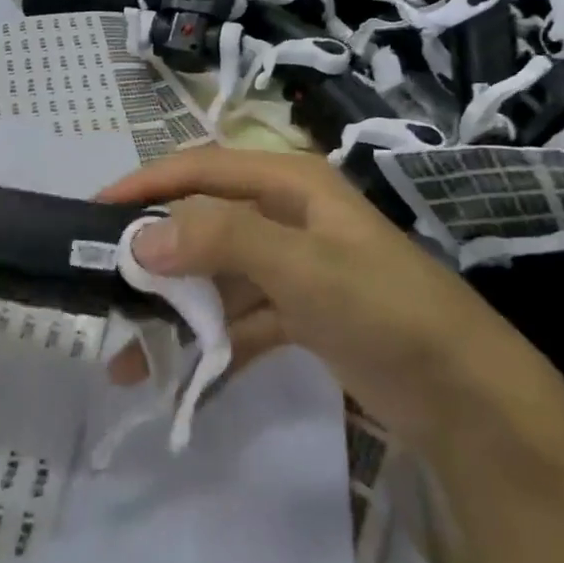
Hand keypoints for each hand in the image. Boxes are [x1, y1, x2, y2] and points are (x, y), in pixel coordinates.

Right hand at [100, 147, 563, 452]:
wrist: (466, 394)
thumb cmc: (383, 308)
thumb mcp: (302, 266)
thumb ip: (222, 241)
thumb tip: (142, 238)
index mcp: (290, 183)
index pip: (203, 168)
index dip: (150, 183)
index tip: (98, 211)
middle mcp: (288, 215)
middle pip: (206, 222)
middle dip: (157, 253)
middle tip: (106, 286)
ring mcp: (296, 266)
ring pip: (220, 276)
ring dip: (178, 309)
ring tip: (129, 350)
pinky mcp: (303, 314)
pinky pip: (242, 319)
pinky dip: (213, 344)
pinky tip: (182, 378)